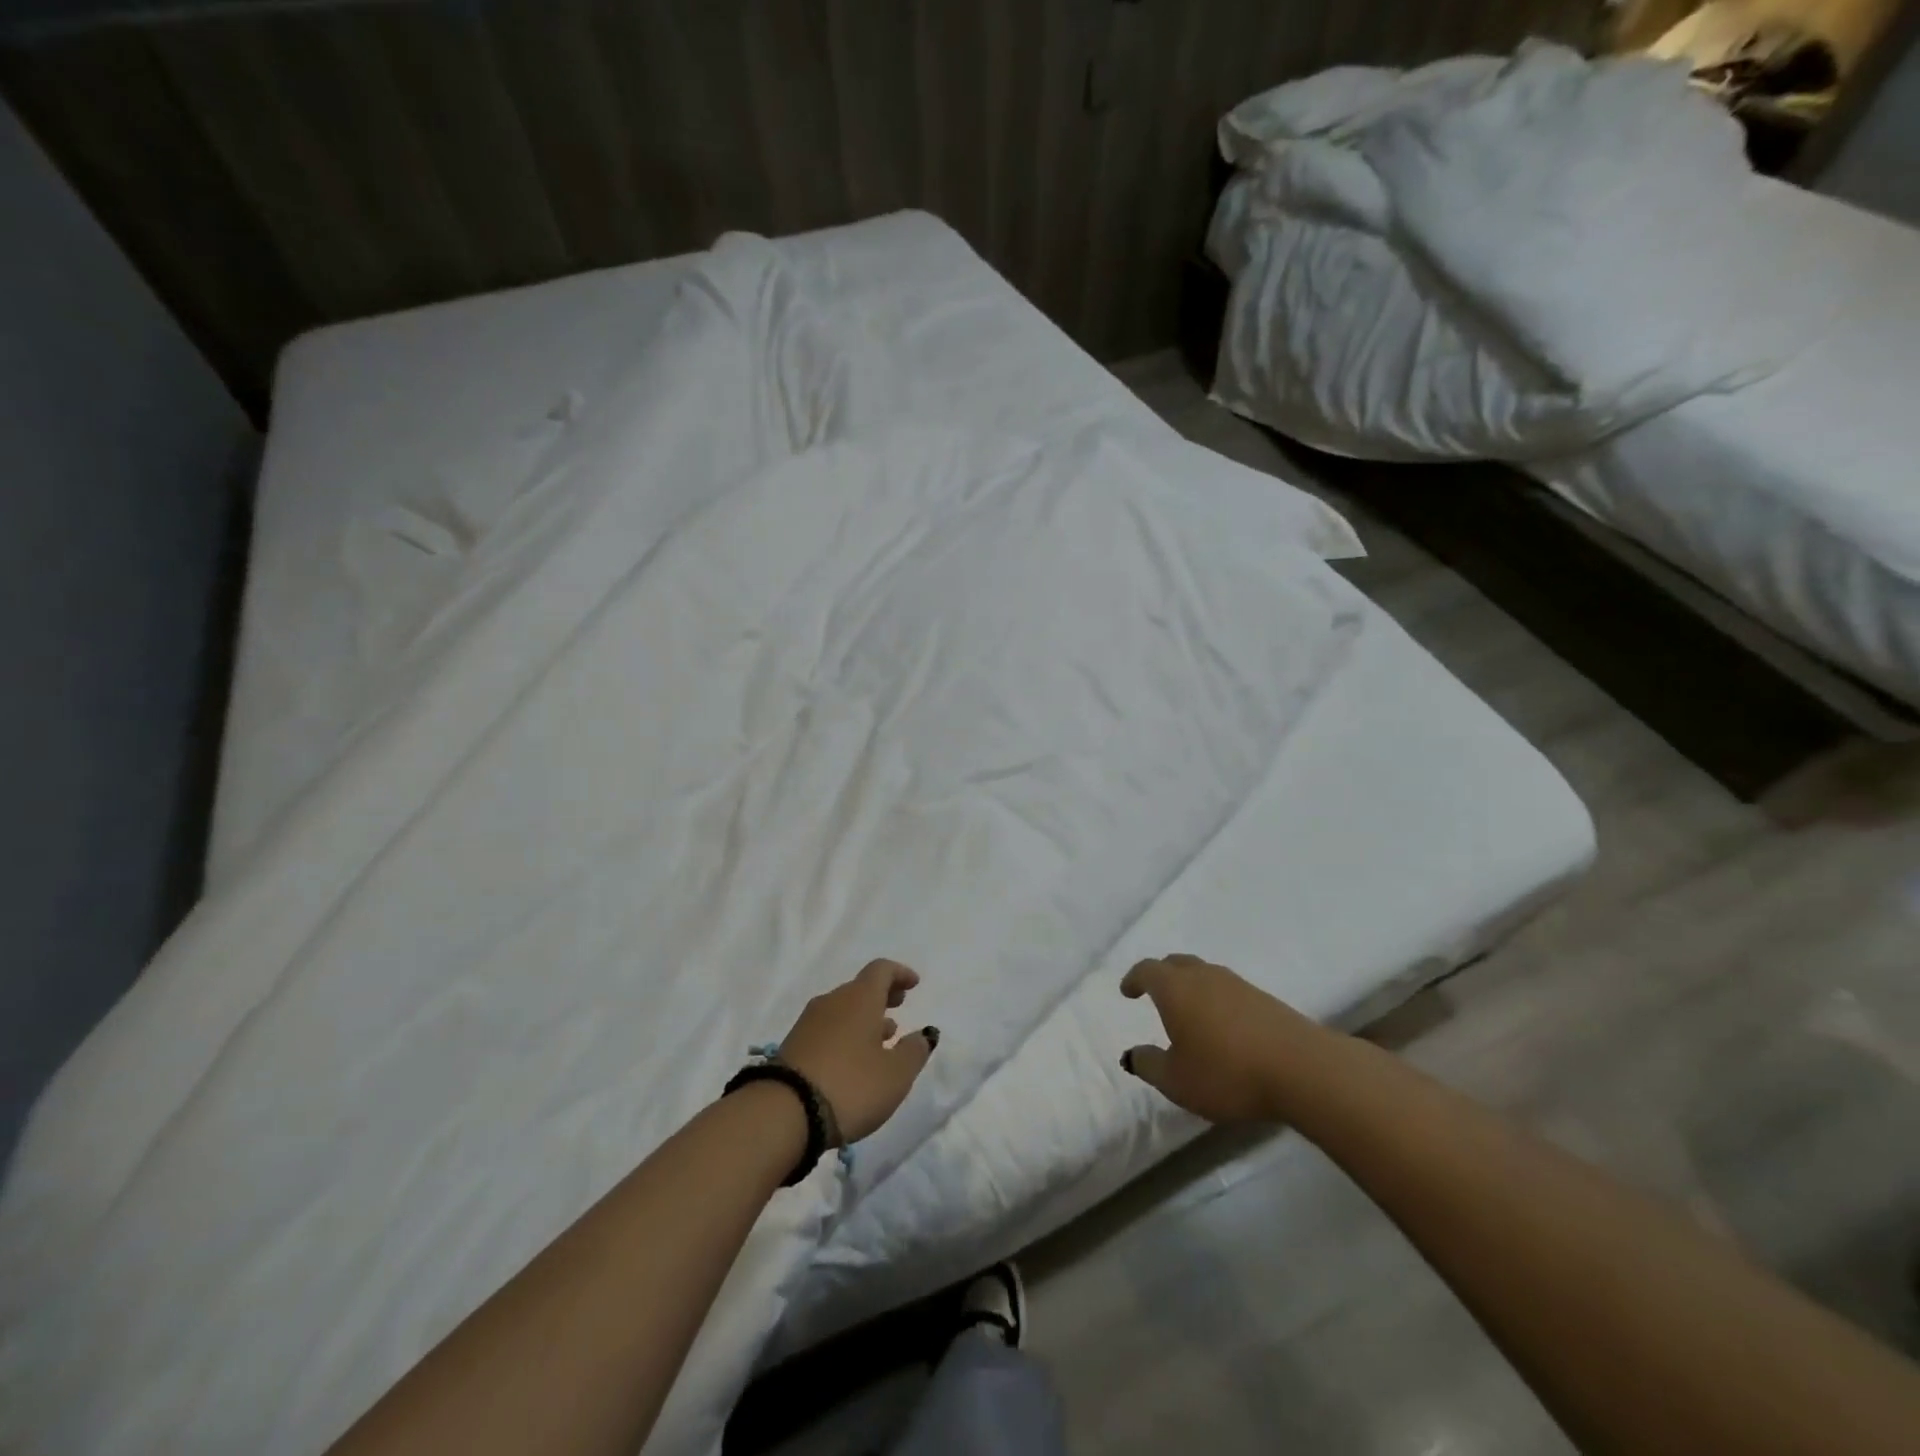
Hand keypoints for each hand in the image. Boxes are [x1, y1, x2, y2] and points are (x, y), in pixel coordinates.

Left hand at [780, 960, 938, 1142]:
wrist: (784, 1114)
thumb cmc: (851, 1086)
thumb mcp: (896, 1074)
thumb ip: (914, 1051)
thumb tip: (925, 1033)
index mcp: (860, 998)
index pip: (881, 970)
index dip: (900, 974)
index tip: (914, 983)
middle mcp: (833, 1001)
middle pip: (860, 988)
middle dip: (882, 995)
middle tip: (899, 1005)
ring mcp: (809, 1022)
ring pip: (843, 1009)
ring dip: (864, 1017)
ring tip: (882, 1038)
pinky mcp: (793, 1045)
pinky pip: (828, 1028)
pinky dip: (846, 1033)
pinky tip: (854, 1058)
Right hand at [1120, 954, 1320, 1123]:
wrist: (1302, 1069)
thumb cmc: (1227, 1073)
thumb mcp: (1177, 1080)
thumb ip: (1149, 1064)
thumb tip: (1132, 1054)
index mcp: (1175, 988)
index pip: (1147, 970)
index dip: (1134, 978)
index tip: (1127, 991)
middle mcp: (1204, 976)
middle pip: (1176, 963)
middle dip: (1161, 974)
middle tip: (1154, 992)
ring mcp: (1237, 984)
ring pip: (1204, 973)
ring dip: (1190, 985)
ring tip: (1188, 1008)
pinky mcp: (1264, 999)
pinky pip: (1228, 988)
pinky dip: (1215, 998)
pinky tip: (1221, 1023)